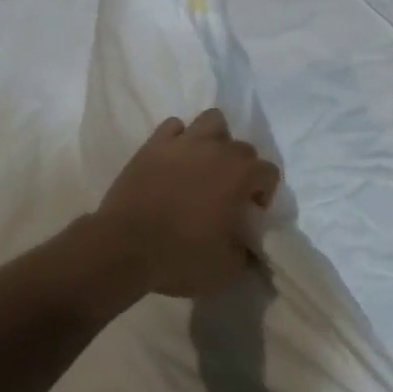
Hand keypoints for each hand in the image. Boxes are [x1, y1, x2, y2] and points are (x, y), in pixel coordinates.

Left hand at [90, 109, 280, 299]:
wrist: (124, 247)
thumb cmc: (180, 257)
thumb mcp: (226, 270)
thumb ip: (246, 255)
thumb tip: (250, 250)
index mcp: (240, 175)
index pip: (269, 172)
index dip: (264, 193)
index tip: (249, 214)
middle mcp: (217, 150)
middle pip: (243, 148)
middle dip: (242, 169)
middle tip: (227, 195)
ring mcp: (183, 143)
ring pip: (212, 121)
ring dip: (215, 140)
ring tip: (205, 165)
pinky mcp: (153, 145)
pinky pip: (174, 127)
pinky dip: (179, 139)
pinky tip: (175, 160)